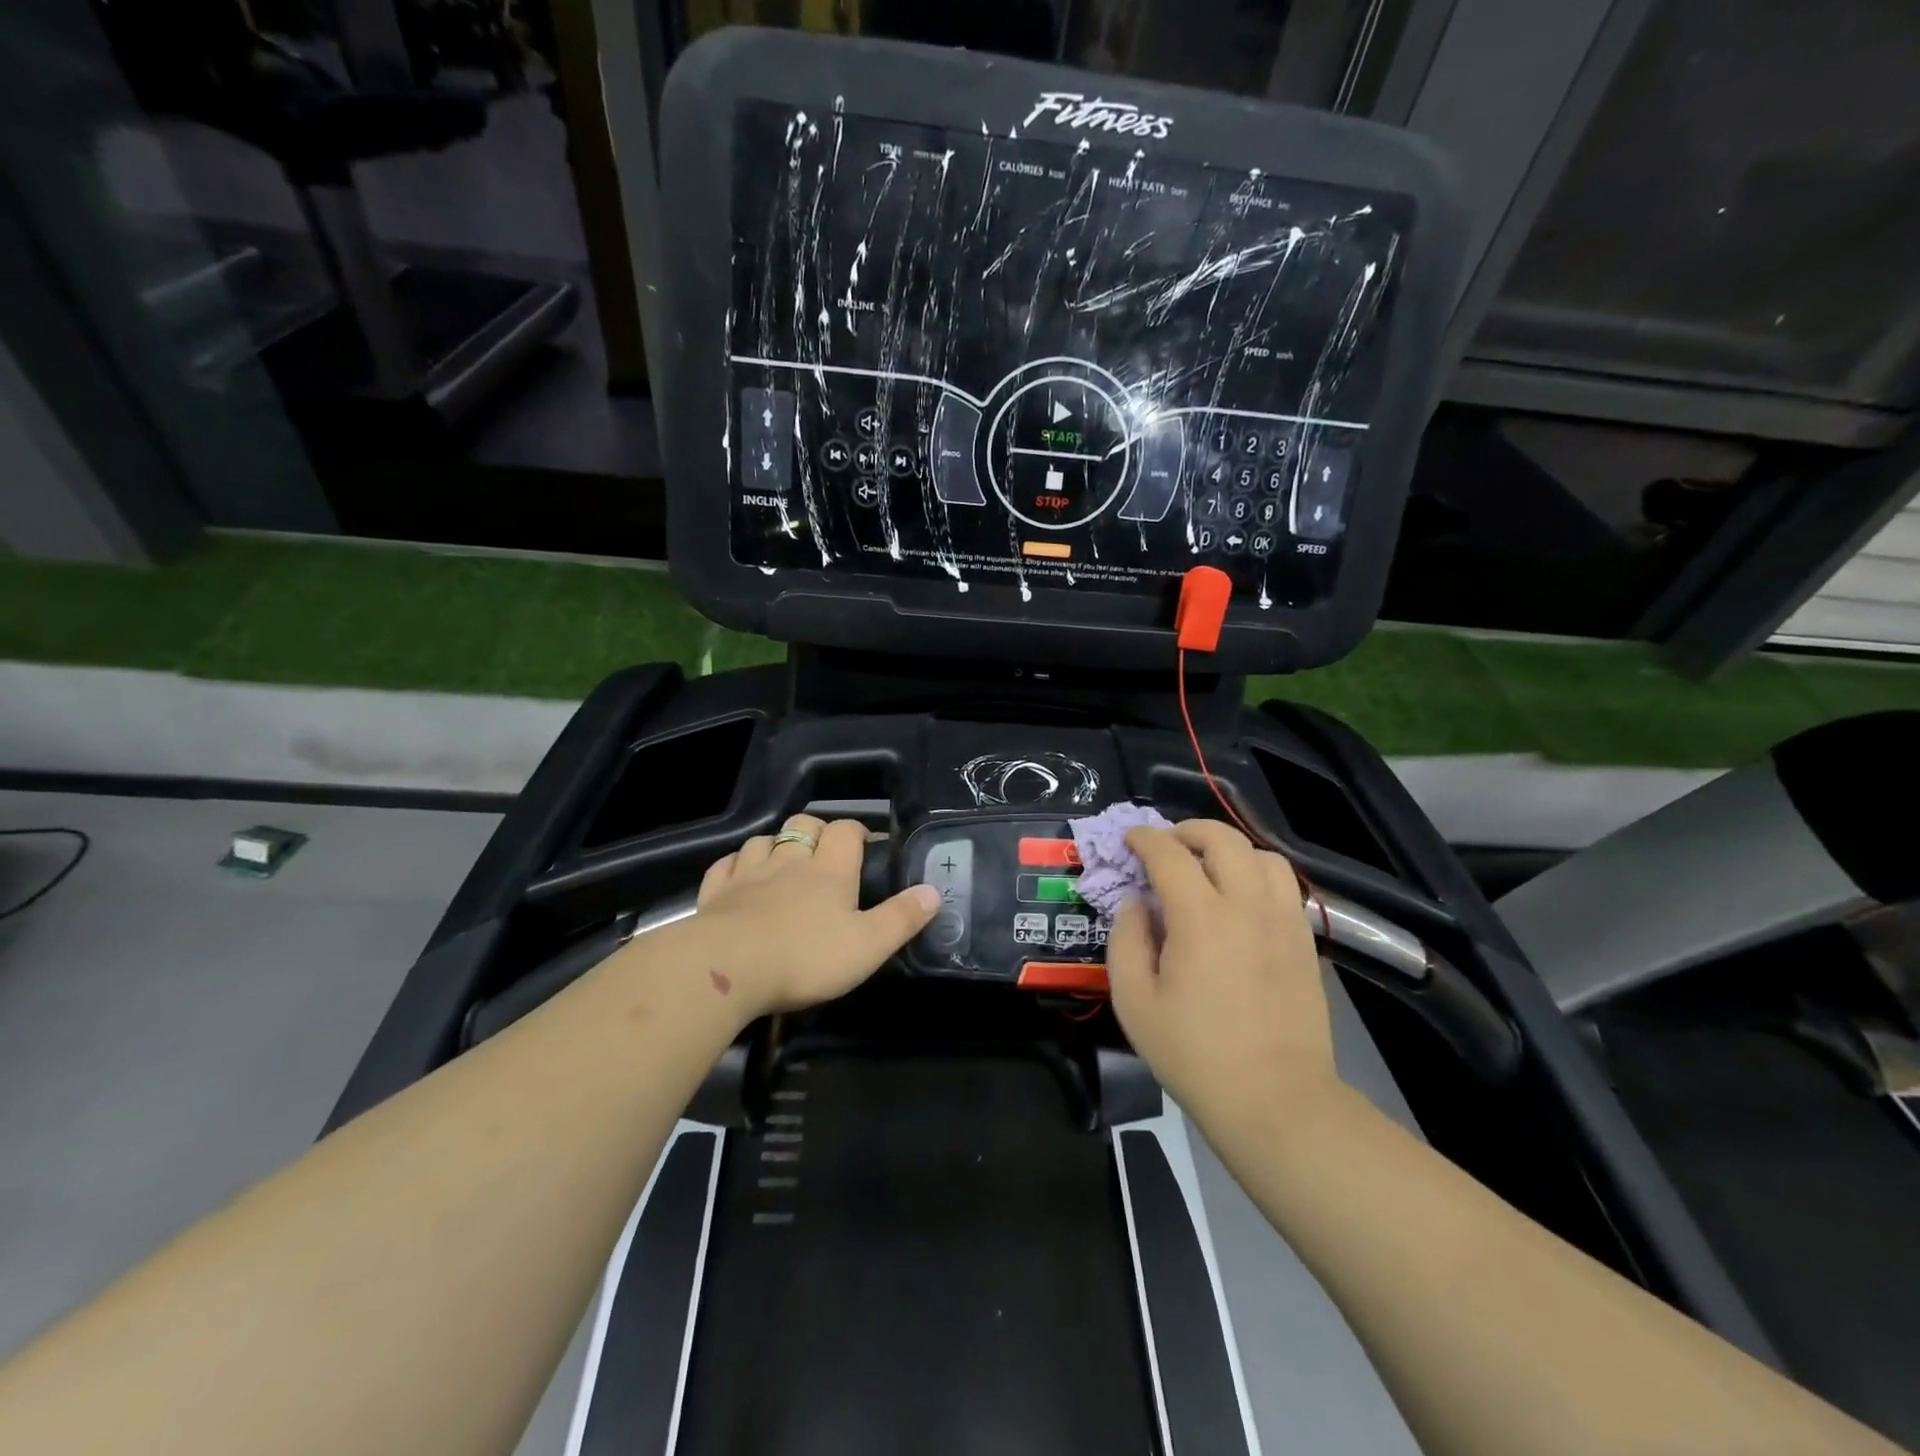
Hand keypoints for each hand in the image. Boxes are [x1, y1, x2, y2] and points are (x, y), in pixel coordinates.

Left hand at [687, 814, 939, 1020]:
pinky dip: (736, 865)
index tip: (866, 845)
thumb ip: (902, 918)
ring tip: (783, 863)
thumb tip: (933, 891)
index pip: (846, 830)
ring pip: (763, 840)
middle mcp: (789, 861)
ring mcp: (748, 873)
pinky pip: (726, 865)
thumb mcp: (868, 945)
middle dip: (816, 830)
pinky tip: (739, 876)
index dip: (857, 831)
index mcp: (830, 870)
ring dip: (775, 845)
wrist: (726, 969)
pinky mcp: (716, 892)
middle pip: (803, 824)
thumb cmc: (805, 957)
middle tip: (826, 853)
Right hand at [1107, 820, 1335, 1119]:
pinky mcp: (1304, 940)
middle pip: (1223, 839)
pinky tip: (1240, 899)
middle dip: (1188, 831)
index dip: (1145, 839)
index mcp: (1200, 917)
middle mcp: (1247, 905)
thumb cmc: (1194, 1054)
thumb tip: (1136, 903)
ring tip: (1207, 868)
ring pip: (1261, 854)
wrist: (1276, 1100)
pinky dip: (1257, 874)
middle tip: (1166, 847)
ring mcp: (1283, 921)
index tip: (1130, 841)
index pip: (1169, 853)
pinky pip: (1284, 884)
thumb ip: (1125, 939)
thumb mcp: (1134, 1001)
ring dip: (1228, 849)